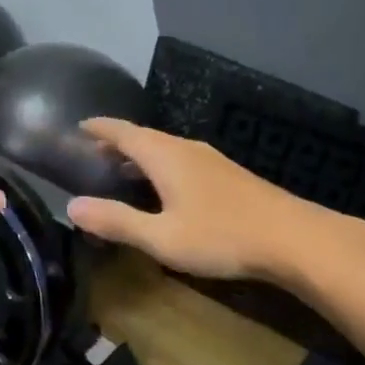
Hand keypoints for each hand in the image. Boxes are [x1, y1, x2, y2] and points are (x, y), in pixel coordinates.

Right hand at [65, 119, 312, 279]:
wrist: (292, 238)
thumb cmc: (221, 236)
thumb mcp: (161, 237)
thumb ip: (117, 221)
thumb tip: (72, 206)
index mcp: (165, 156)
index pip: (123, 132)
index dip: (99, 128)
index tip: (79, 126)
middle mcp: (186, 149)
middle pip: (144, 137)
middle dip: (118, 141)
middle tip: (94, 152)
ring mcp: (211, 160)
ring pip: (165, 149)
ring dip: (141, 155)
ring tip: (123, 170)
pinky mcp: (228, 175)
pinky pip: (182, 160)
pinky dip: (162, 165)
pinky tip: (166, 188)